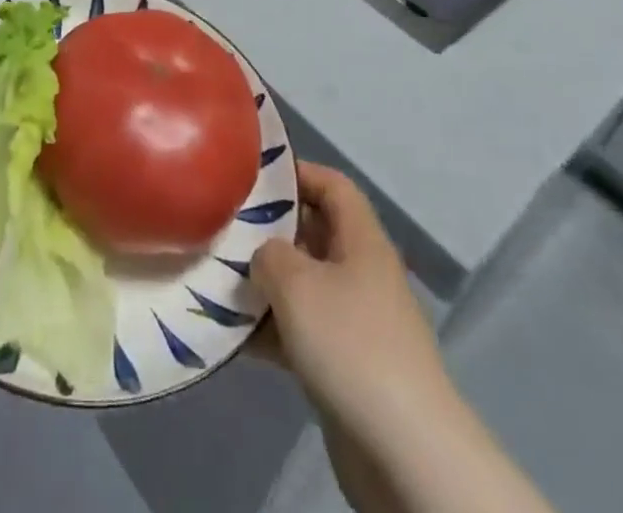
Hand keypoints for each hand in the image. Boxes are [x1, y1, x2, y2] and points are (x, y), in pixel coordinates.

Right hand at [250, 162, 451, 445]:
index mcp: (362, 241)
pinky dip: (270, 330)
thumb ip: (269, 254)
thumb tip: (264, 257)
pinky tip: (232, 335)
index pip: (332, 185)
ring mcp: (355, 322)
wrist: (404, 451)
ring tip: (218, 280)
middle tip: (224, 228)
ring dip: (264, 284)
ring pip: (303, 285)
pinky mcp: (345, 366)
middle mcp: (361, 273)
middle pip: (313, 234)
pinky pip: (301, 332)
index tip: (253, 177)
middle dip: (269, 230)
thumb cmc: (350, 343)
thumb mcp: (296, 282)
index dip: (297, 172)